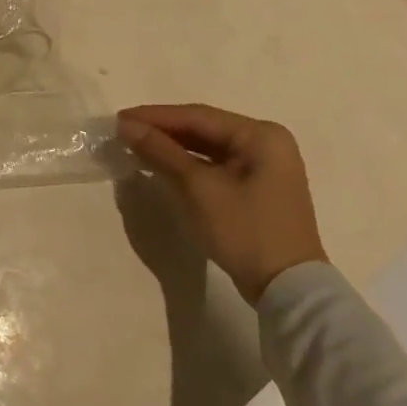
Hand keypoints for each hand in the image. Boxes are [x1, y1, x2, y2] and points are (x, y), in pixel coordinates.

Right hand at [116, 104, 325, 305]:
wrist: (287, 289)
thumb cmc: (245, 230)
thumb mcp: (198, 188)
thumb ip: (161, 152)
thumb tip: (126, 126)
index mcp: (261, 135)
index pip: (198, 116)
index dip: (155, 116)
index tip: (119, 118)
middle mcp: (266, 143)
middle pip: (203, 129)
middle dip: (162, 130)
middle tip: (123, 131)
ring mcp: (264, 167)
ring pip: (207, 147)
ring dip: (172, 147)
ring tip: (135, 146)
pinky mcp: (256, 188)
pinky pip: (214, 165)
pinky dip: (187, 165)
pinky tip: (161, 165)